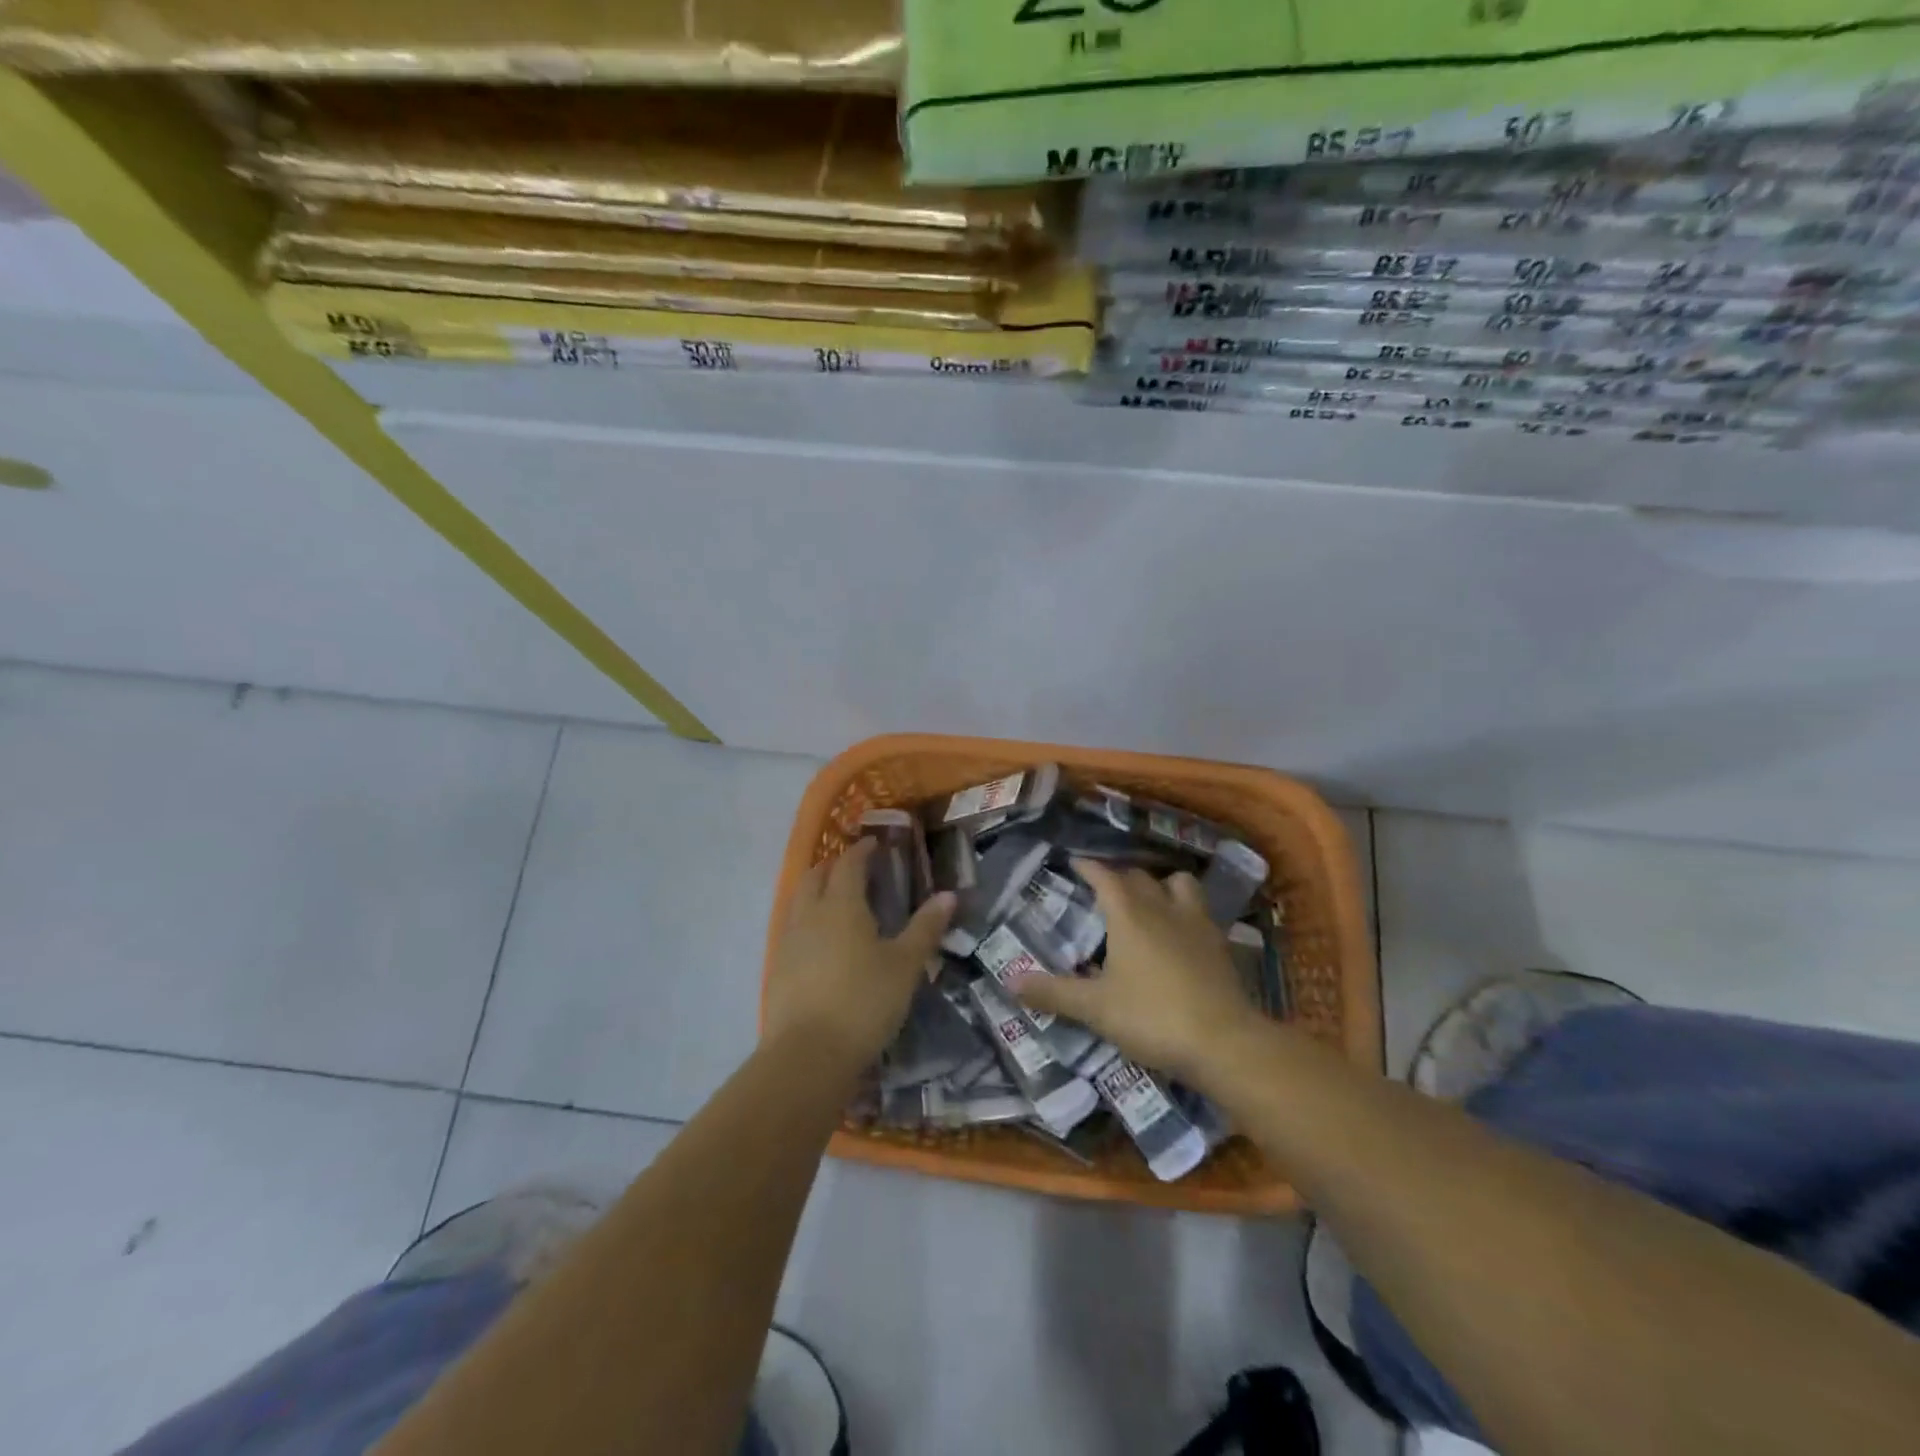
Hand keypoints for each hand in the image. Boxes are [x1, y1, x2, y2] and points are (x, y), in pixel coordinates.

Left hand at [764, 838, 954, 1070]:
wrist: (807, 1054)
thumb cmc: (864, 1002)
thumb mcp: (905, 965)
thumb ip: (925, 928)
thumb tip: (948, 895)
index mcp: (841, 905)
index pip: (849, 864)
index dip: (862, 850)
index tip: (874, 844)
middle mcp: (809, 914)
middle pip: (815, 875)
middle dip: (834, 866)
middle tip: (855, 869)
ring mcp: (788, 941)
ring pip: (799, 900)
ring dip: (816, 890)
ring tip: (838, 901)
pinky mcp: (777, 968)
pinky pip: (792, 928)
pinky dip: (807, 920)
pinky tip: (822, 941)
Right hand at [1012, 859, 1256, 1081]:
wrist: (1224, 1042)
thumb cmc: (1152, 1017)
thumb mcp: (1095, 1009)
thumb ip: (1053, 993)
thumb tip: (1009, 982)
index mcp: (1129, 915)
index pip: (1104, 876)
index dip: (1088, 866)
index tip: (1074, 862)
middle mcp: (1162, 907)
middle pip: (1139, 876)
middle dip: (1119, 876)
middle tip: (1103, 888)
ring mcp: (1196, 922)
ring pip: (1178, 883)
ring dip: (1161, 885)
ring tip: (1150, 900)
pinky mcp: (1220, 942)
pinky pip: (1201, 910)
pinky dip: (1186, 910)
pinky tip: (1181, 931)